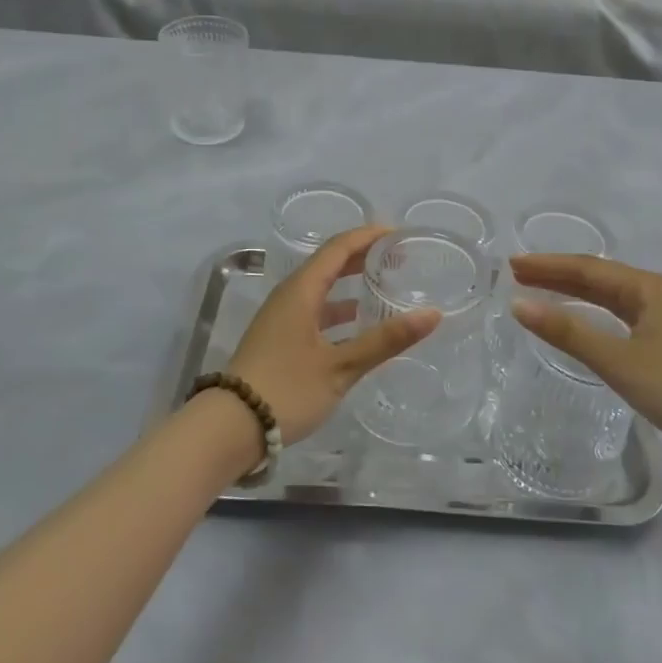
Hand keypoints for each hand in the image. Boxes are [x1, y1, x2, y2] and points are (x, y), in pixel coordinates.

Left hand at [227, 225, 440, 444]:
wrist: (228, 428)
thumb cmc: (286, 389)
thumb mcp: (340, 367)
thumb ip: (386, 340)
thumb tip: (433, 314)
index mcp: (301, 290)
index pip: (339, 247)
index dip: (369, 235)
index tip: (399, 234)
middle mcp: (289, 295)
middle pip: (329, 263)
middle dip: (363, 256)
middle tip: (398, 258)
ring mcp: (281, 317)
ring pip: (321, 288)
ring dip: (350, 282)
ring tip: (383, 286)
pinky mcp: (278, 338)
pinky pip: (314, 309)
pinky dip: (338, 309)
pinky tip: (357, 325)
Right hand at [509, 255, 661, 475]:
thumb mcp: (618, 361)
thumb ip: (568, 332)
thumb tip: (518, 304)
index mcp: (646, 287)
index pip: (585, 268)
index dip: (547, 265)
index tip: (512, 265)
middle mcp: (656, 292)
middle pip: (597, 277)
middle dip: (557, 275)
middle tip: (518, 275)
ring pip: (610, 297)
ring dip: (574, 293)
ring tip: (540, 292)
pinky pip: (621, 315)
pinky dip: (594, 313)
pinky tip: (582, 321)